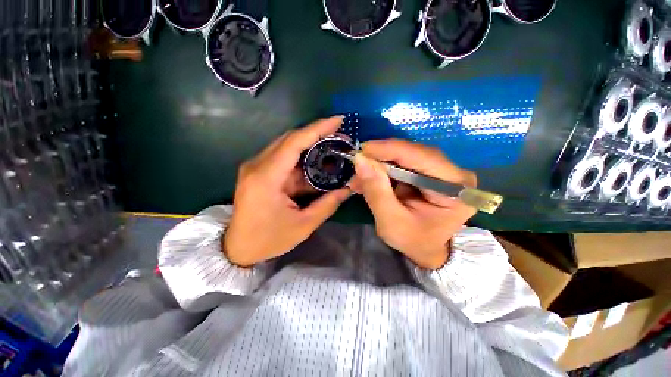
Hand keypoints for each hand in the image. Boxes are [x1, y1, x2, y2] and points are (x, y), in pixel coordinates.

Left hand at [224, 117, 351, 266]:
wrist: (237, 247)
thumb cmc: (269, 239)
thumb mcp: (303, 225)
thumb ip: (328, 204)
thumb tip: (349, 189)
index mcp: (266, 177)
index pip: (294, 142)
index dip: (318, 128)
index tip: (338, 120)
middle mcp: (257, 165)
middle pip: (290, 139)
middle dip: (316, 133)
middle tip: (339, 133)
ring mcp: (256, 167)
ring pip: (287, 146)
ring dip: (310, 145)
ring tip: (332, 145)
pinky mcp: (258, 171)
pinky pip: (283, 158)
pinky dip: (302, 158)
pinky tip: (317, 161)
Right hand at [350, 140, 476, 269]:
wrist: (428, 249)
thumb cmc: (415, 241)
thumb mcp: (391, 222)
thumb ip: (376, 191)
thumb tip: (360, 160)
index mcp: (455, 187)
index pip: (421, 156)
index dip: (389, 149)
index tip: (362, 150)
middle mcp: (454, 172)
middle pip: (413, 153)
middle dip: (381, 159)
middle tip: (357, 168)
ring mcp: (443, 171)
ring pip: (405, 157)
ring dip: (379, 165)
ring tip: (360, 179)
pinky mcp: (430, 172)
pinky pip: (403, 164)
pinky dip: (384, 170)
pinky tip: (370, 179)